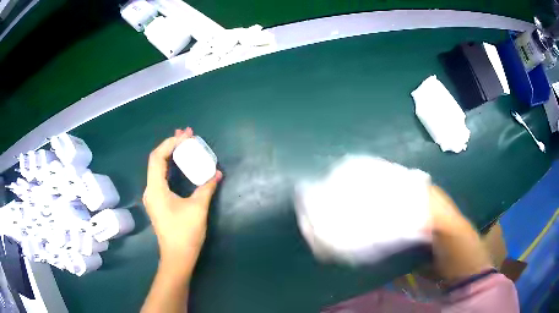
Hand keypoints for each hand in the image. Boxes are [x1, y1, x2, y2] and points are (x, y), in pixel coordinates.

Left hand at [143, 128, 222, 267]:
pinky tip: (180, 164)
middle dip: (171, 145)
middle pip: (157, 160)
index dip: (170, 143)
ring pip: (159, 169)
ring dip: (171, 155)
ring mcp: (153, 196)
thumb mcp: (198, 208)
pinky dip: (171, 167)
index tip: (186, 137)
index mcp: (155, 189)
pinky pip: (162, 178)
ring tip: (184, 143)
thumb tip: (217, 173)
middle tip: (187, 134)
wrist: (178, 257)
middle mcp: (150, 190)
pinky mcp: (158, 202)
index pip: (157, 157)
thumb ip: (207, 187)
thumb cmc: (185, 233)